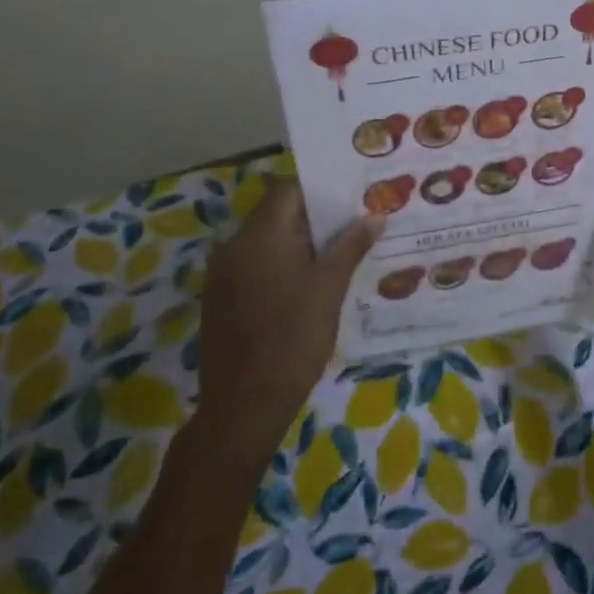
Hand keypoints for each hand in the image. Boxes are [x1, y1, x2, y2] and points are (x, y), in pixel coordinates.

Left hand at [196, 178, 380, 458]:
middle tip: (352, 227)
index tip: (351, 198)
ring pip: (264, 242)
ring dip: (296, 244)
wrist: (244, 404)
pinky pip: (252, 267)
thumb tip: (375, 215)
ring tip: (335, 257)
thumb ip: (351, 246)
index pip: (288, 189)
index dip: (320, 189)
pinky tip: (304, 288)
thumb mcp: (330, 288)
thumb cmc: (294, 338)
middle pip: (276, 214)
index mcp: (260, 234)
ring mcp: (221, 274)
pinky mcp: (218, 300)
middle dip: (313, 218)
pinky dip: (278, 266)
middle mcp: (234, 245)